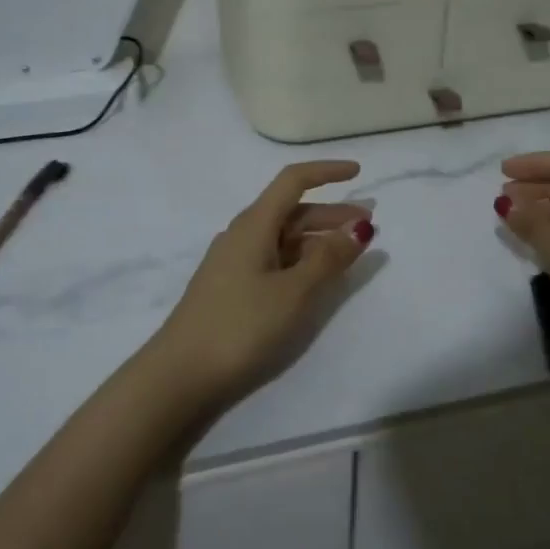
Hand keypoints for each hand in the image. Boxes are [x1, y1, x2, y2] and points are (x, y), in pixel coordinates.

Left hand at [147, 161, 373, 412]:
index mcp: (254, 224)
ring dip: (318, 239)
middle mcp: (242, 235)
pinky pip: (274, 260)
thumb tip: (359, 226)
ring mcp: (234, 263)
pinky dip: (301, 260)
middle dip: (331, 213)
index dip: (326, 172)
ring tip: (349, 253)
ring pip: (284, 238)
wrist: (180, 375)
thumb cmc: (241, 326)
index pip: (293, 181)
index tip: (358, 173)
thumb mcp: (293, 292)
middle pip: (291, 211)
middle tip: (369, 226)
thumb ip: (328, 259)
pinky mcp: (232, 288)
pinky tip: (316, 279)